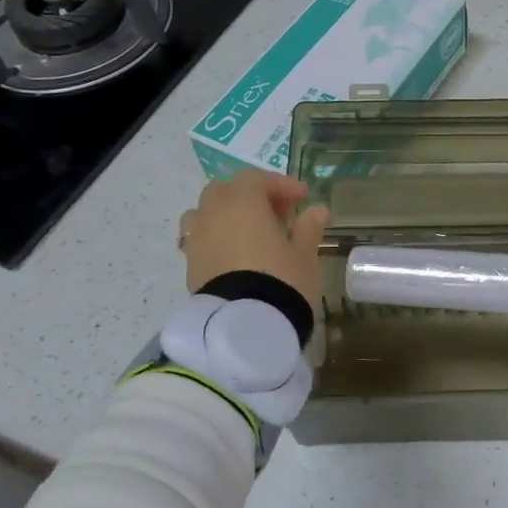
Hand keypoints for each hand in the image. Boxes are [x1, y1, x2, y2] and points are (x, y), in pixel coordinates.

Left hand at [179, 170, 331, 307]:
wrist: (244, 328)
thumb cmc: (282, 281)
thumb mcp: (304, 255)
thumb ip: (308, 228)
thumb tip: (317, 211)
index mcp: (242, 203)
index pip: (257, 179)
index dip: (281, 184)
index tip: (303, 197)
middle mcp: (213, 213)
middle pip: (226, 190)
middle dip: (251, 196)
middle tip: (277, 214)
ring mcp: (197, 239)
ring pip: (206, 212)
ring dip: (227, 214)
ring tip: (250, 232)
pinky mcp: (190, 264)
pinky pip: (200, 238)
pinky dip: (217, 237)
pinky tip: (236, 255)